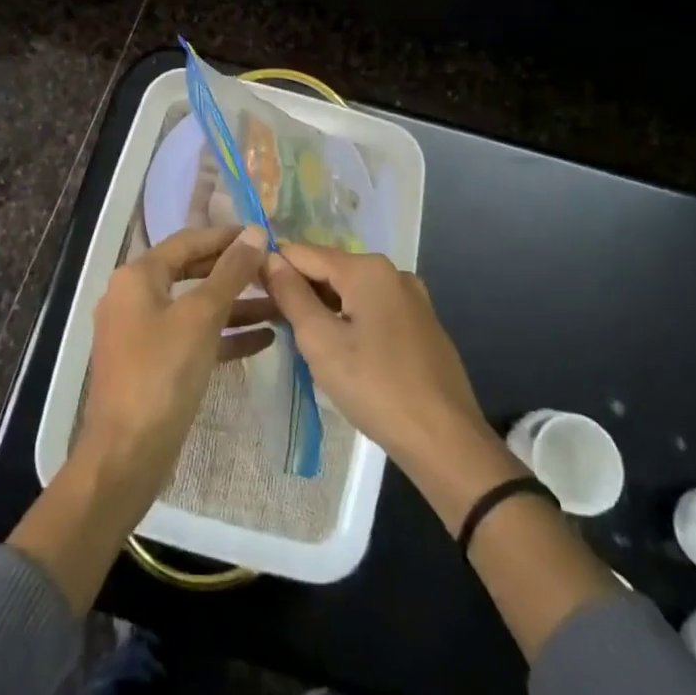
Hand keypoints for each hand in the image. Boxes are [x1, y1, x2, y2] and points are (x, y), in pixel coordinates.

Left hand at [73, 224, 272, 520]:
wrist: (127, 453)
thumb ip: (230, 272)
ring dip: (236, 306)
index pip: (187, 241)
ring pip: (195, 308)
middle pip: (191, 272)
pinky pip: (193, 337)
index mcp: (137, 276)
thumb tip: (255, 233)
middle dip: (234, 272)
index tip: (265, 236)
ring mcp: (142, 332)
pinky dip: (224, 335)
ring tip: (281, 304)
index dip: (226, 237)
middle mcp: (134, 296)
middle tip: (274, 270)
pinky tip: (264, 338)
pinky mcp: (153, 363)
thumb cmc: (162, 373)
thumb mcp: (201, 316)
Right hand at [265, 247, 619, 665]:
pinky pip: (373, 309)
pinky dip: (350, 320)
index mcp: (367, 269)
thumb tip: (268, 258)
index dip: (273, 269)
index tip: (250, 293)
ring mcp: (412, 298)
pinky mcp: (421, 324)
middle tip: (274, 323)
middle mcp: (392, 272)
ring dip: (324, 308)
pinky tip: (341, 352)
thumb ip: (291, 294)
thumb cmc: (375, 387)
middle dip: (299, 290)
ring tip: (302, 340)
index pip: (303, 253)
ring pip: (351, 291)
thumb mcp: (321, 341)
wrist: (445, 441)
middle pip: (329, 270)